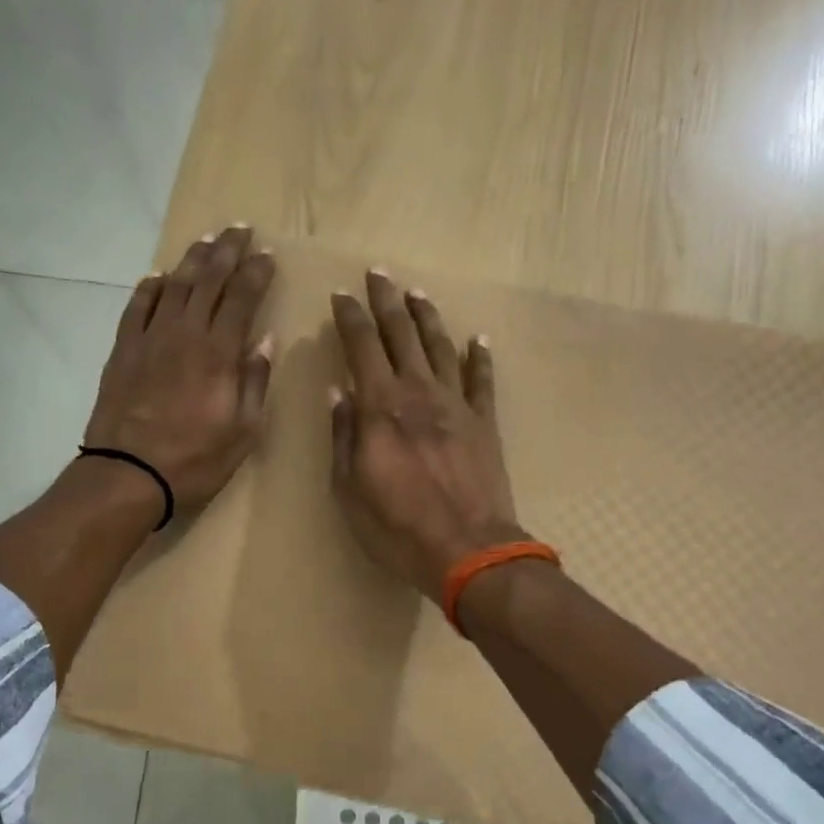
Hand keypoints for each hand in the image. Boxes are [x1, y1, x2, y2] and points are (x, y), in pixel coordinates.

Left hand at [83, 226, 275, 512]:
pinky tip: (160, 277)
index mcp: (219, 353)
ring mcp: (150, 339)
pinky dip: (151, 287)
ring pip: (174, 286)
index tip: (268, 255)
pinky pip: (137, 307)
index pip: (241, 298)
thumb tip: (264, 339)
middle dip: (227, 251)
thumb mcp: (243, 431)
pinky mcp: (124, 350)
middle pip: (207, 280)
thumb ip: (254, 380)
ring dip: (192, 260)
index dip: (256, 273)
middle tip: (240, 229)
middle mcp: (184, 334)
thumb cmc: (195, 460)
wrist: (128, 475)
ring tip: (206, 241)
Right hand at [329, 270, 526, 602]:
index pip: (362, 346)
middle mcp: (419, 392)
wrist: (468, 549)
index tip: (341, 295)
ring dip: (427, 317)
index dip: (350, 317)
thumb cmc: (397, 526)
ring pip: (441, 347)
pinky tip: (478, 339)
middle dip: (386, 301)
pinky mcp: (484, 422)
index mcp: (381, 406)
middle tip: (378, 274)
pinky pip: (482, 381)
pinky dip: (480, 357)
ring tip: (417, 294)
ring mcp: (457, 404)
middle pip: (402, 334)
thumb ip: (344, 435)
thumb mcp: (349, 487)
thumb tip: (338, 392)